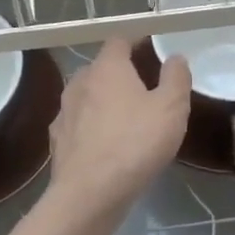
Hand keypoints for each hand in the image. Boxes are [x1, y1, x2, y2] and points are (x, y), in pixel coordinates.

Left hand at [48, 39, 190, 214]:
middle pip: (101, 68)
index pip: (119, 41)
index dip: (136, 41)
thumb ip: (176, 78)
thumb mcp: (171, 109)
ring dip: (105, 99)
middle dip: (121, 72)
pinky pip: (79, 123)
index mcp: (106, 69)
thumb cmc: (135, 144)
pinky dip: (92, 125)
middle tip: (145, 84)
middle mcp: (80, 83)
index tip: (151, 46)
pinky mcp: (58, 141)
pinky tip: (106, 141)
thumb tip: (175, 57)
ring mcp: (64, 112)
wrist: (90, 194)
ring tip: (126, 114)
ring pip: (87, 96)